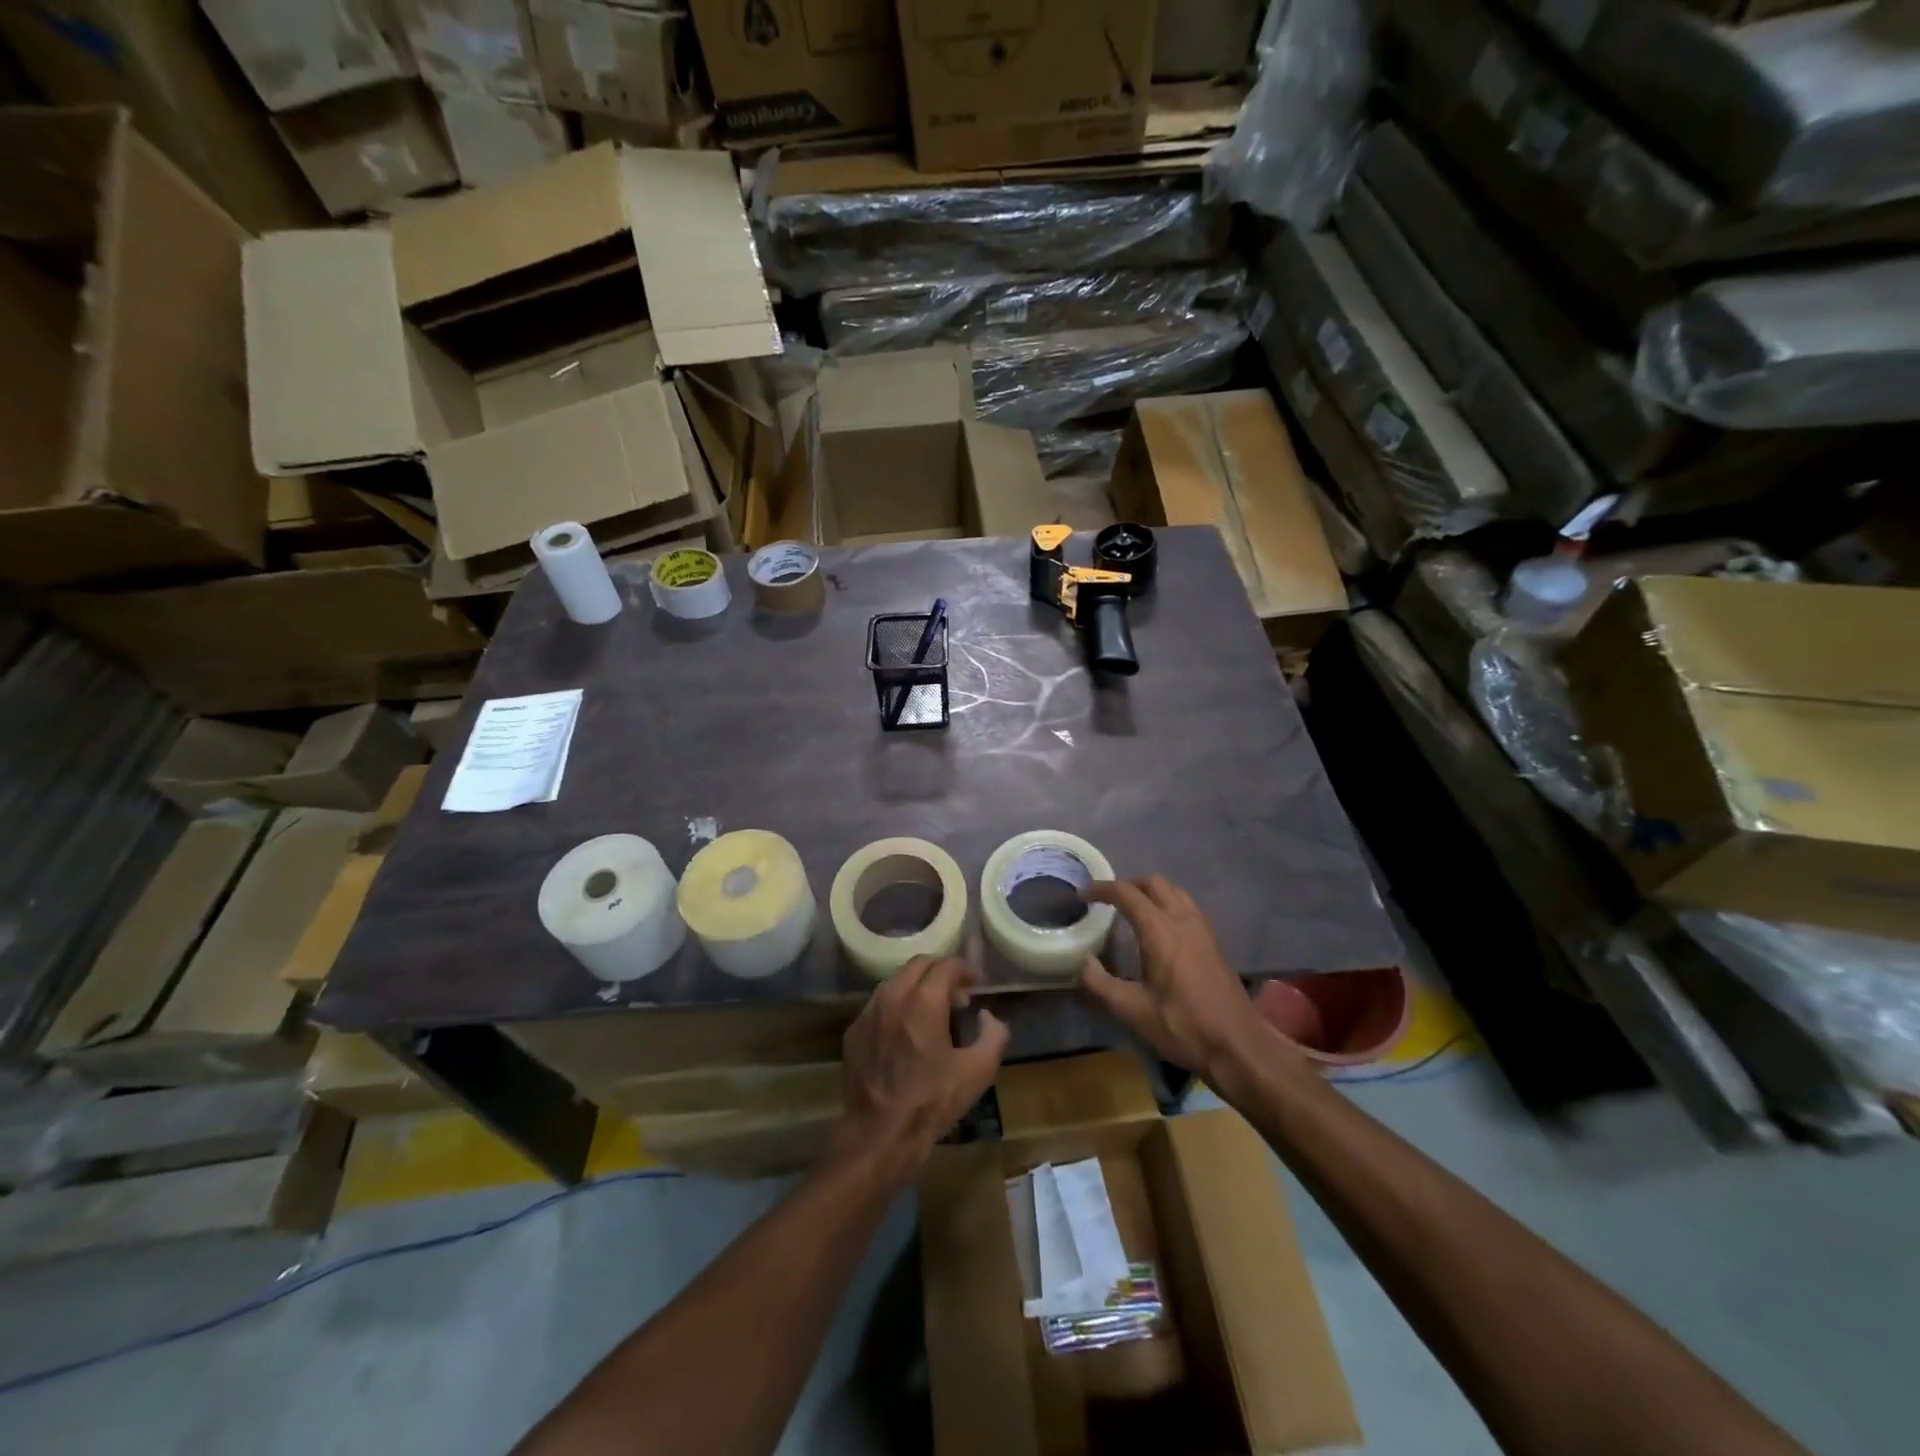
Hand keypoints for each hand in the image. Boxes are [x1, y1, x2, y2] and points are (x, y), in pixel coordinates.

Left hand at [834, 955, 1008, 1184]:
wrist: (880, 1134)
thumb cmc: (932, 1101)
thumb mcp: (978, 1071)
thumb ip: (994, 1034)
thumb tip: (987, 1015)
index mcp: (924, 1001)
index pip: (946, 965)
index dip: (965, 970)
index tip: (975, 985)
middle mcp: (892, 996)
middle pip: (919, 964)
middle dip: (941, 972)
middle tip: (957, 996)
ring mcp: (869, 1012)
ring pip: (896, 981)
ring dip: (918, 986)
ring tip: (932, 1012)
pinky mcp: (854, 1031)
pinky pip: (878, 1004)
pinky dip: (897, 1005)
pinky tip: (905, 1031)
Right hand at [1080, 876, 1290, 1085]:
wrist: (1238, 1046)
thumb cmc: (1183, 1026)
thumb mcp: (1132, 1010)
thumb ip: (1099, 984)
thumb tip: (1081, 962)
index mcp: (1160, 930)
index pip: (1126, 893)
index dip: (1102, 889)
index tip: (1082, 895)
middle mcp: (1183, 920)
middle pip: (1154, 883)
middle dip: (1128, 885)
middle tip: (1107, 900)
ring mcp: (1203, 929)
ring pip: (1174, 892)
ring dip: (1151, 892)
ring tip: (1133, 911)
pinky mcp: (1214, 942)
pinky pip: (1187, 907)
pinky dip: (1168, 904)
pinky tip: (1161, 930)